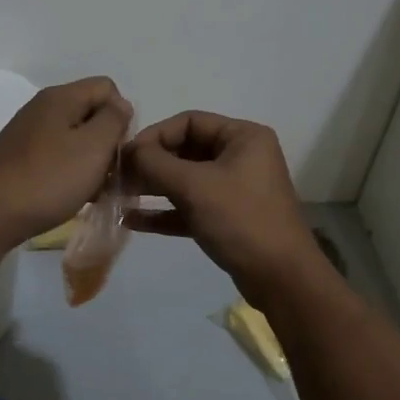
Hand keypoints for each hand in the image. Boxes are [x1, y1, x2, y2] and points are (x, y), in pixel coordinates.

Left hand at [0, 77, 131, 245]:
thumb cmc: (48, 179)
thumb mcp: (93, 147)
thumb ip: (114, 120)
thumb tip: (121, 106)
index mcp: (60, 97)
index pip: (107, 88)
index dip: (122, 115)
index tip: (119, 148)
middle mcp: (42, 108)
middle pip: (90, 112)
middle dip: (107, 141)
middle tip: (110, 174)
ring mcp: (27, 134)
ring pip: (74, 138)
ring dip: (90, 161)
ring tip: (93, 191)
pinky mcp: (18, 159)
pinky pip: (56, 156)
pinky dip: (70, 172)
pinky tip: (71, 196)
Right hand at [124, 112, 325, 298]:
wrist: (280, 278)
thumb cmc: (241, 220)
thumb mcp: (195, 186)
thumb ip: (156, 164)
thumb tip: (129, 152)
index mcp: (243, 137)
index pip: (189, 122)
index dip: (155, 136)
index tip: (125, 156)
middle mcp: (241, 157)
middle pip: (186, 150)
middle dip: (151, 164)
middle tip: (118, 179)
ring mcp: (235, 189)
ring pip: (186, 180)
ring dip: (153, 188)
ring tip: (119, 197)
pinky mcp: (228, 218)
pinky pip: (190, 206)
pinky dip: (165, 212)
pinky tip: (132, 220)